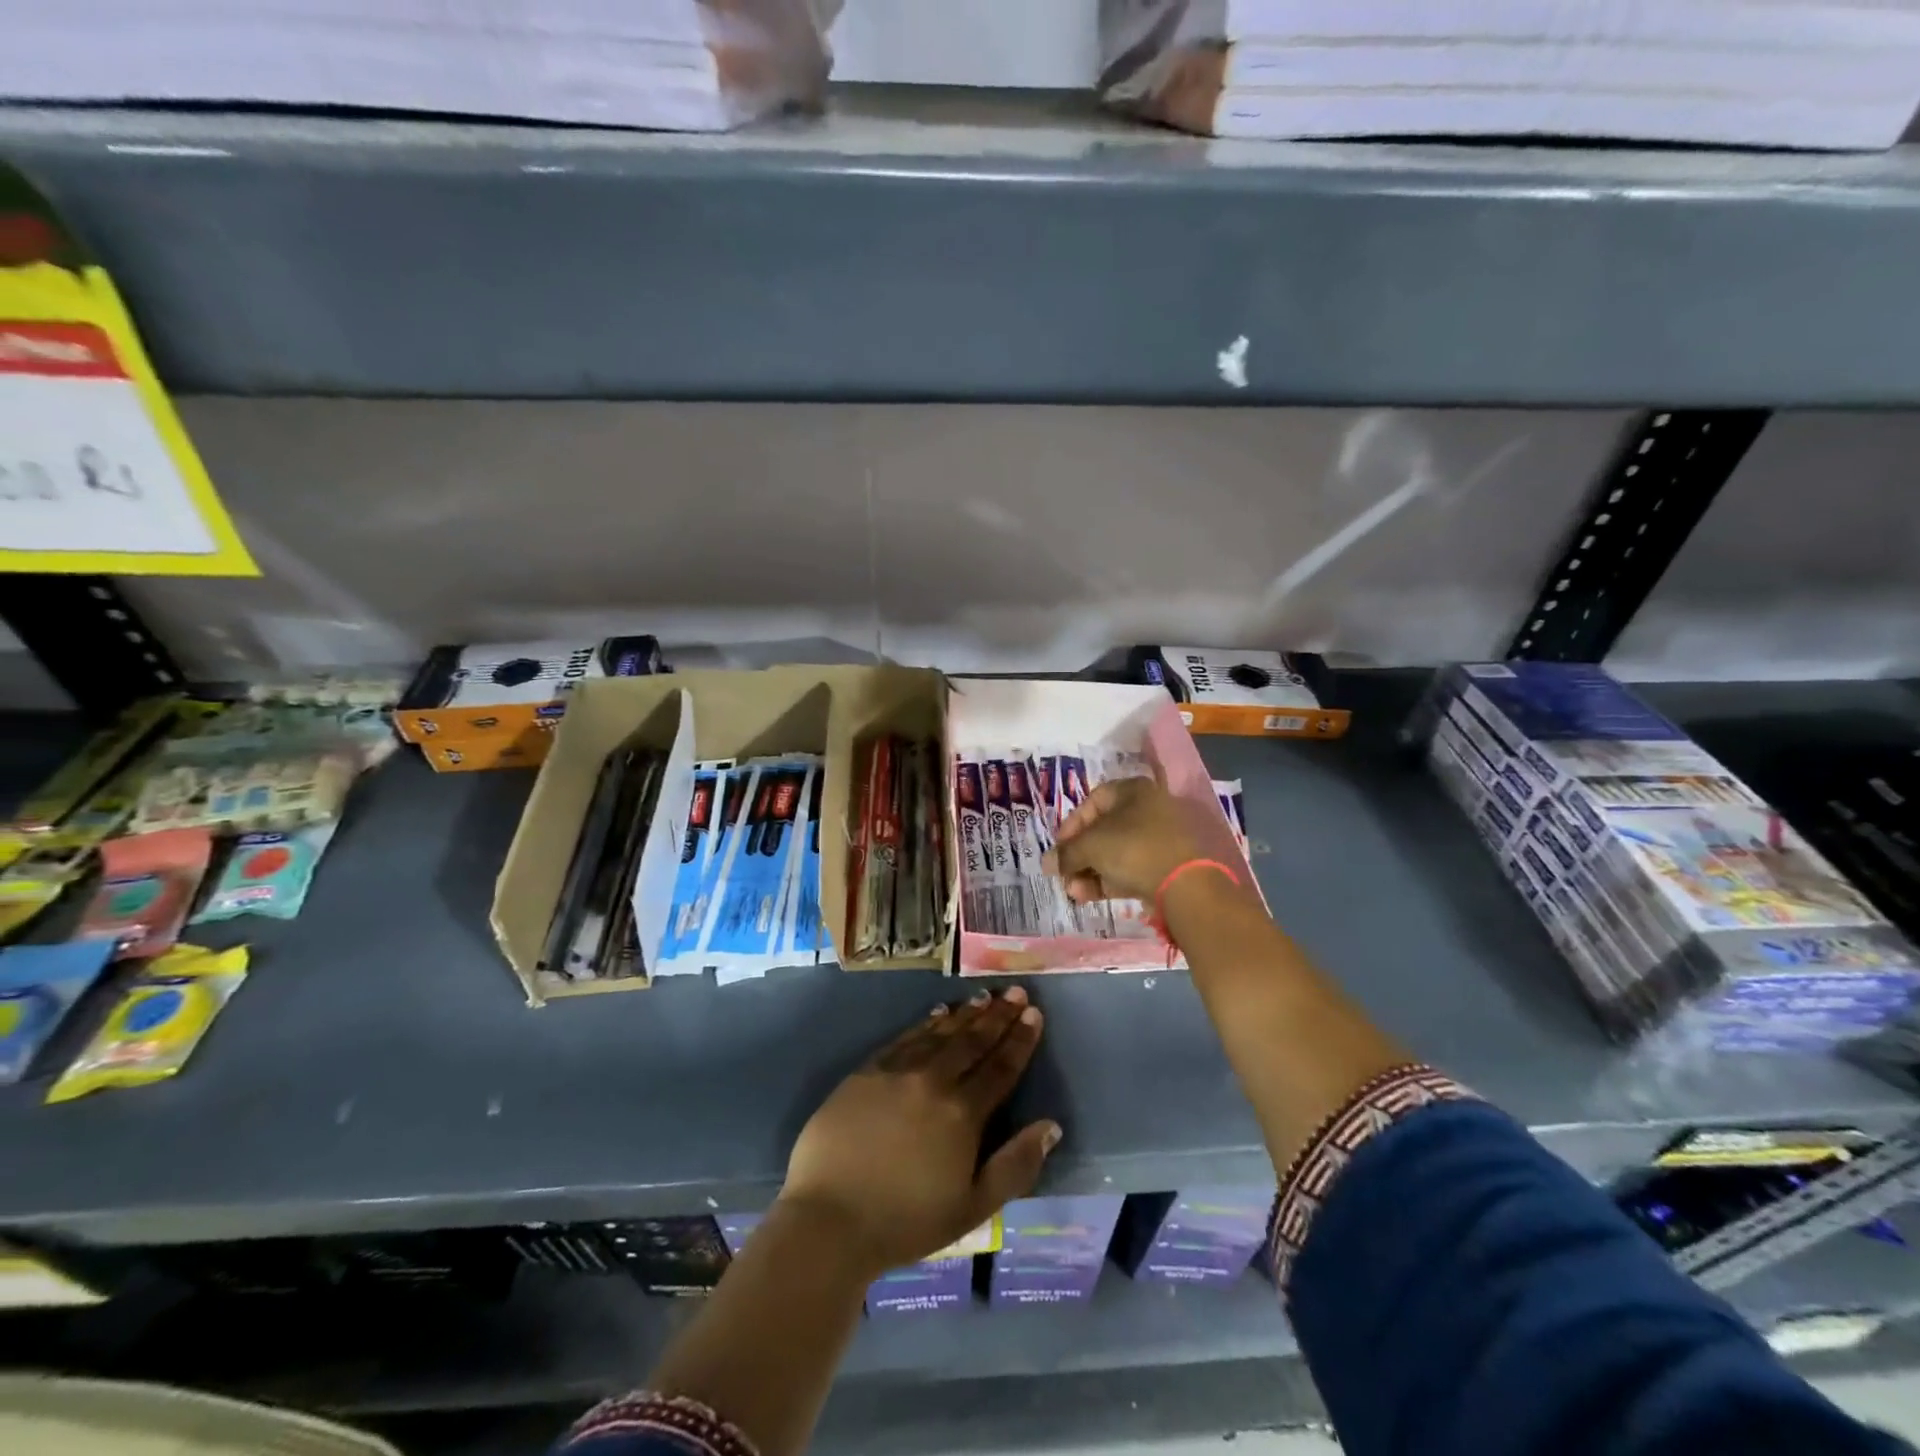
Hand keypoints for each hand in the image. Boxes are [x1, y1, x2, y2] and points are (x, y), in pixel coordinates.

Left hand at [778, 988, 1059, 1277]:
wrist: (829, 1219)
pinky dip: (926, 1023)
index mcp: (963, 1113)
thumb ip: (1016, 1165)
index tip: (1035, 1014)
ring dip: (966, 1014)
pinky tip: (938, 1013)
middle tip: (1016, 992)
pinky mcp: (867, 1071)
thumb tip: (1051, 1126)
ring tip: (985, 996)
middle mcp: (933, 1081)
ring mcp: (897, 1071)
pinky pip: (905, 1037)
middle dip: (998, 1016)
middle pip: (973, 1041)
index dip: (1020, 1040)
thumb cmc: (906, 1221)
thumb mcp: (973, 1208)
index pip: (1000, 1067)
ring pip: (940, 1033)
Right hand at [1045, 776, 1207, 903]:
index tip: (1058, 849)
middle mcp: (1148, 809)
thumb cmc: (1132, 849)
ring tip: (1075, 893)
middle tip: (1064, 875)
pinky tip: (1090, 897)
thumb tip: (1047, 863)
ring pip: (1115, 852)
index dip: (1070, 825)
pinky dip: (1109, 880)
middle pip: (1102, 830)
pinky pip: (1130, 869)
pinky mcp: (1166, 866)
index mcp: (1132, 791)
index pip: (1092, 801)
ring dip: (1090, 872)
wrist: (1186, 884)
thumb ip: (1066, 853)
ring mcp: (1160, 838)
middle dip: (1078, 856)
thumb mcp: (1090, 846)